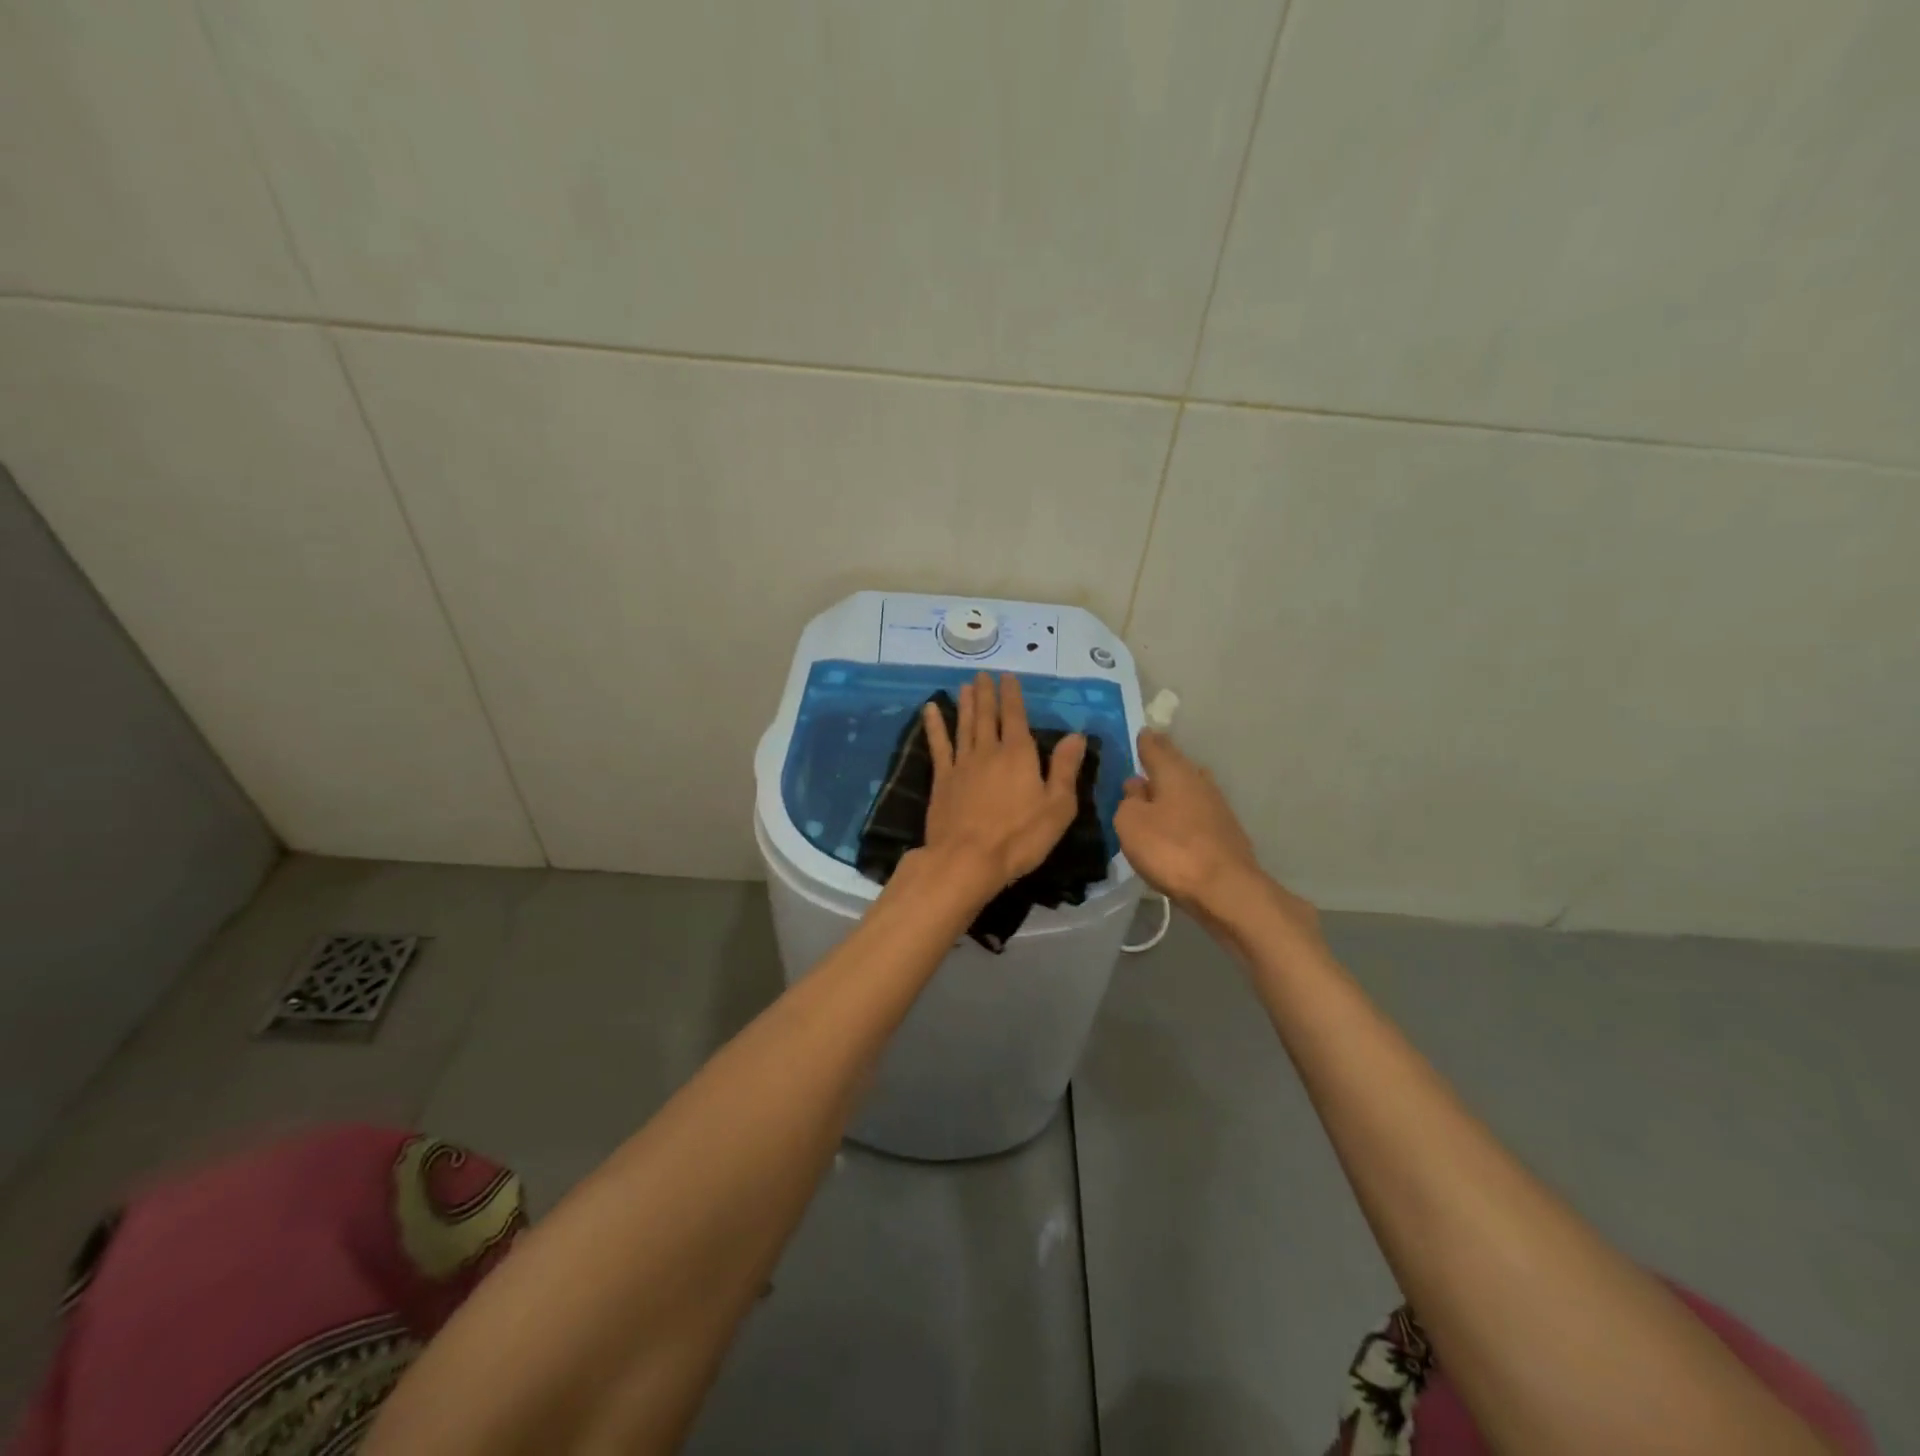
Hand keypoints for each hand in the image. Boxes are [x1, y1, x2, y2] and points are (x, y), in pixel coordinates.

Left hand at [919, 673, 1085, 895]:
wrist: (967, 859)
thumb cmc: (1020, 837)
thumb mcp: (1058, 806)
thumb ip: (1065, 769)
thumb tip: (1076, 735)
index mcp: (1019, 754)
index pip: (1015, 716)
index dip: (1012, 695)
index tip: (1007, 676)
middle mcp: (989, 751)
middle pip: (986, 716)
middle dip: (986, 694)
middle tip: (982, 674)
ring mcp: (962, 764)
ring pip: (964, 725)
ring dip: (965, 704)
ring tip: (964, 686)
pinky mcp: (942, 780)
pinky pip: (938, 745)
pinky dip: (934, 726)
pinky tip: (930, 710)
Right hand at [1115, 731, 1313, 935]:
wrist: (1225, 890)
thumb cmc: (1171, 849)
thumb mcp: (1130, 823)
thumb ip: (1128, 800)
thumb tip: (1137, 787)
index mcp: (1174, 772)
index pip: (1155, 746)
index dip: (1144, 740)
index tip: (1139, 732)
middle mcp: (1198, 781)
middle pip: (1176, 765)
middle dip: (1160, 761)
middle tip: (1144, 759)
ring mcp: (1216, 806)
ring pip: (1188, 787)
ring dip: (1172, 788)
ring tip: (1155, 792)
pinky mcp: (1225, 831)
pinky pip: (1196, 811)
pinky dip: (1183, 811)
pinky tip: (1174, 822)